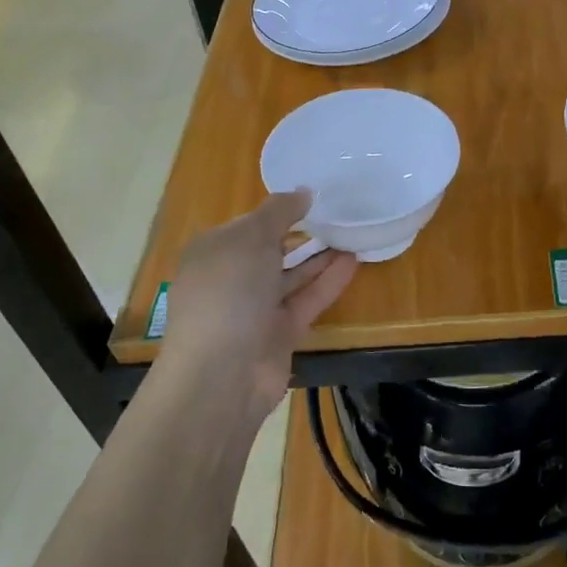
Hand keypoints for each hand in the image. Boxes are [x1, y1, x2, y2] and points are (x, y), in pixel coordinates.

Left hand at [158, 191, 357, 425]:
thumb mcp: (251, 237)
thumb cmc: (228, 292)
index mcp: (213, 252)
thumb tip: (304, 192)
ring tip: (352, 233)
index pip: (247, 224)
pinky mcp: (279, 333)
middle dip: (300, 233)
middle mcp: (231, 279)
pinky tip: (353, 261)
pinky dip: (328, 282)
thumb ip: (279, 211)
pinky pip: (306, 300)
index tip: (312, 197)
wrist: (221, 375)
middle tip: (338, 214)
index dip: (278, 210)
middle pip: (270, 250)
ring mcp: (255, 309)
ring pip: (291, 276)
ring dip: (319, 256)